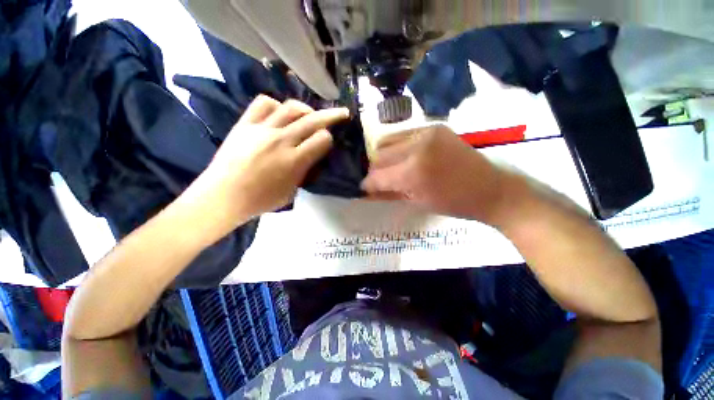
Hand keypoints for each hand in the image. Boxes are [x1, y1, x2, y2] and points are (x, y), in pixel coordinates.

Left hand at [199, 95, 348, 220]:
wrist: (223, 196)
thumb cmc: (261, 200)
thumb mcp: (292, 191)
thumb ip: (304, 171)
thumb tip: (311, 155)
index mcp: (294, 161)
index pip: (322, 139)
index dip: (329, 139)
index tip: (328, 143)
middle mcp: (281, 140)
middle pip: (312, 120)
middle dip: (332, 115)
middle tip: (341, 113)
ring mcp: (261, 129)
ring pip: (291, 107)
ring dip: (306, 109)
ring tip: (309, 115)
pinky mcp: (244, 124)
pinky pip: (263, 103)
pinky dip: (277, 105)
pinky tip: (280, 114)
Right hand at [361, 124, 518, 224]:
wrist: (492, 189)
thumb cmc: (454, 203)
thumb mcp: (417, 202)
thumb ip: (389, 193)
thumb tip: (368, 191)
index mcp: (413, 172)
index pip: (378, 176)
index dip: (367, 184)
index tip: (364, 188)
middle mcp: (416, 146)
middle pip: (380, 155)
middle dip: (375, 170)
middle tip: (378, 180)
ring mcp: (426, 132)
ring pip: (389, 141)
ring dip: (384, 156)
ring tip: (390, 168)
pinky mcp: (435, 127)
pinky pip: (405, 135)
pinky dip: (398, 147)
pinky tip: (404, 157)